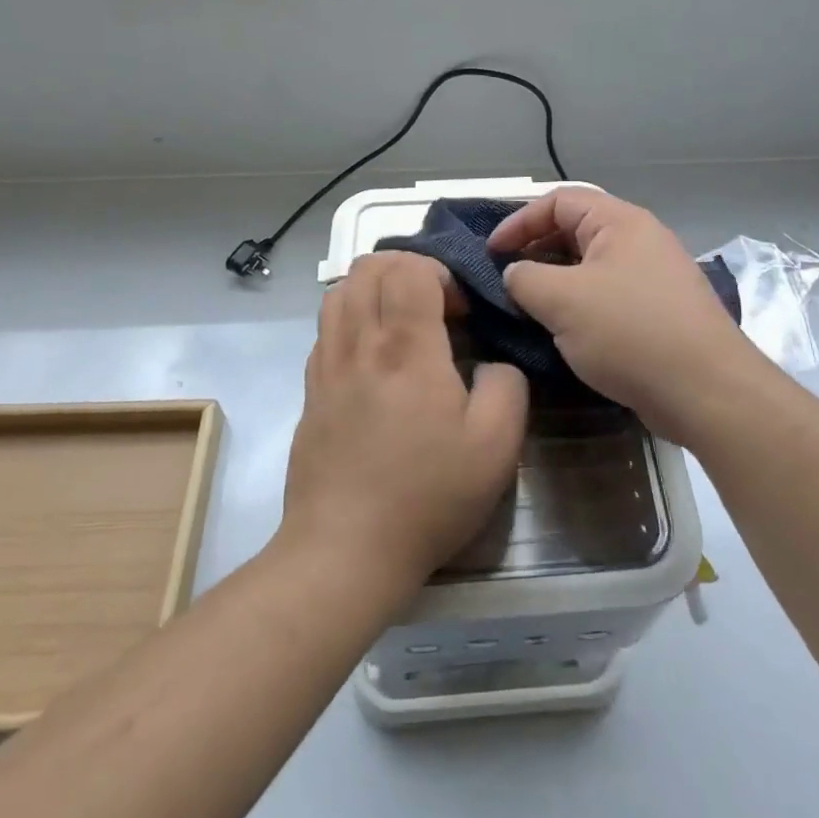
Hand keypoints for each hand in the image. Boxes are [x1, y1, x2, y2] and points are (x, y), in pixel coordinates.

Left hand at [283, 252, 527, 590]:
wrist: (345, 550)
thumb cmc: (427, 495)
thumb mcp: (497, 446)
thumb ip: (507, 385)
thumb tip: (492, 363)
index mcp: (406, 348)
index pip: (408, 268)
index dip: (440, 273)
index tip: (460, 311)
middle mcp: (360, 343)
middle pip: (369, 267)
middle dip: (406, 269)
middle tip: (434, 308)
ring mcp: (327, 365)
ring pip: (339, 292)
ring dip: (374, 289)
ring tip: (402, 323)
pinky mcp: (310, 390)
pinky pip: (326, 328)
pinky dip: (351, 319)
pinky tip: (374, 358)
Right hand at [488, 188, 760, 446]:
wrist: (706, 391)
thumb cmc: (630, 332)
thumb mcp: (562, 300)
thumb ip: (524, 278)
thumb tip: (514, 274)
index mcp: (621, 222)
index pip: (559, 201)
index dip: (519, 221)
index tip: (491, 253)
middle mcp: (641, 240)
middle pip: (575, 231)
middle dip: (536, 251)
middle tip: (506, 279)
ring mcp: (654, 277)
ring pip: (591, 267)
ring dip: (556, 282)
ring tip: (527, 307)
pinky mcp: (659, 313)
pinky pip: (608, 296)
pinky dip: (579, 306)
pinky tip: (562, 332)